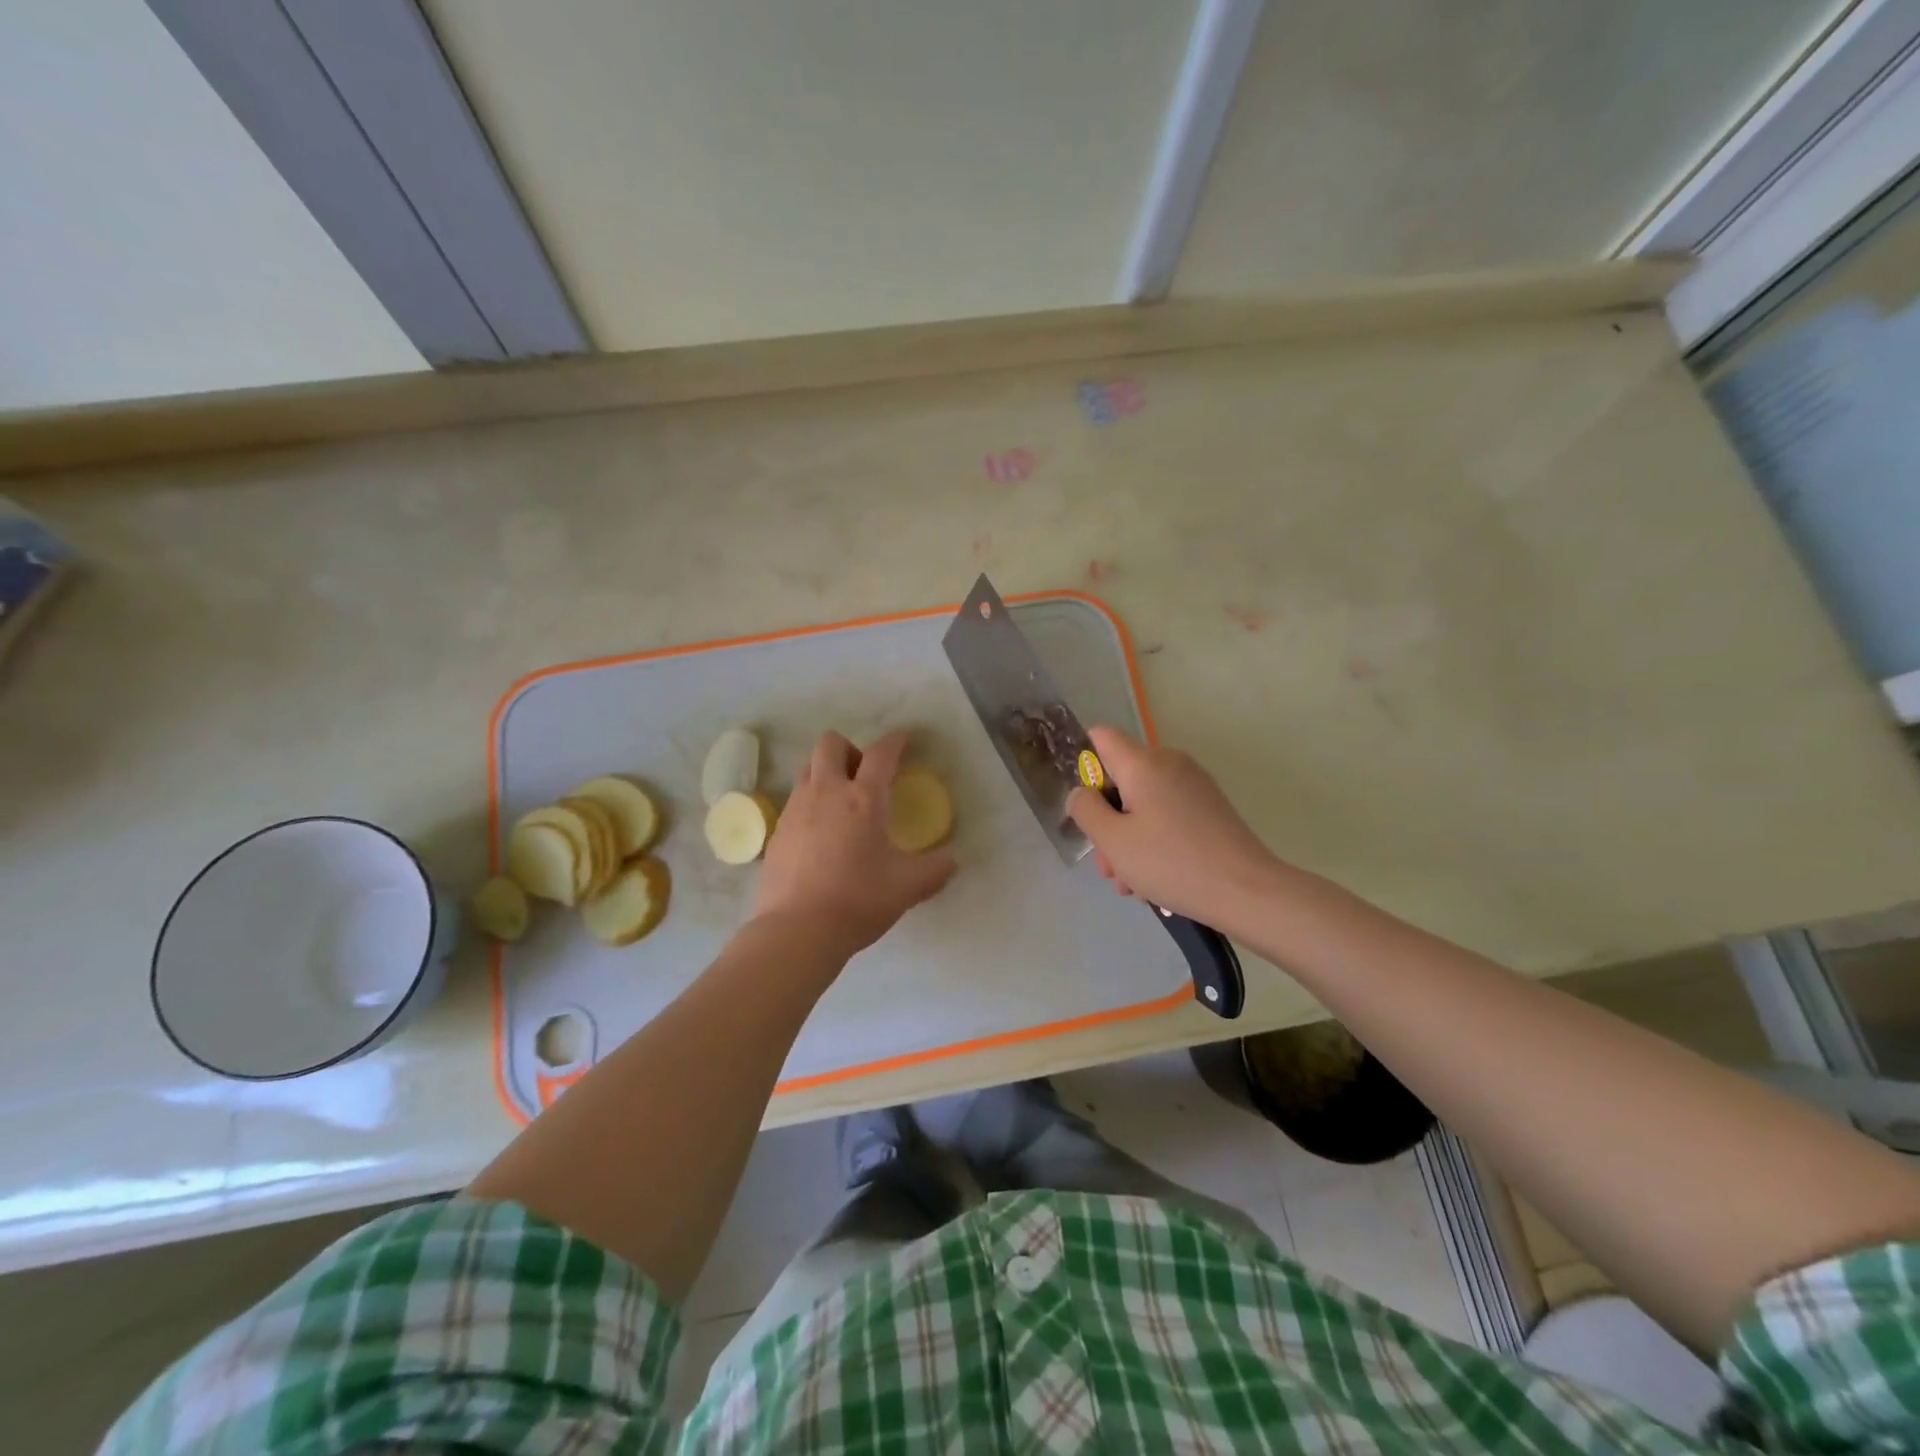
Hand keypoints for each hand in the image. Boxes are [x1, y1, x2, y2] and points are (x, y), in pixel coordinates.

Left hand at [753, 729, 956, 956]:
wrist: (796, 931)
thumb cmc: (857, 901)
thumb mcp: (906, 888)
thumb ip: (934, 871)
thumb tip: (952, 863)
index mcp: (863, 799)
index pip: (881, 754)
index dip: (895, 741)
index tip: (903, 739)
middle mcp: (826, 793)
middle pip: (830, 744)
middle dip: (850, 749)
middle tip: (865, 776)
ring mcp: (795, 809)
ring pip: (808, 769)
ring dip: (826, 773)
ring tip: (842, 804)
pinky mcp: (777, 831)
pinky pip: (794, 801)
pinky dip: (810, 804)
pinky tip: (820, 835)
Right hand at [1066, 725, 1283, 923]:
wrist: (1247, 891)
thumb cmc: (1171, 862)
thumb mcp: (1113, 840)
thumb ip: (1086, 810)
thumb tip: (1080, 793)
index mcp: (1144, 763)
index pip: (1101, 737)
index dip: (1084, 764)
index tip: (1087, 806)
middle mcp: (1170, 763)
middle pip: (1122, 779)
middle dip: (1107, 820)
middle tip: (1108, 866)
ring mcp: (1194, 785)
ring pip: (1143, 803)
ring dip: (1129, 838)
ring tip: (1131, 885)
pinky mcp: (1210, 808)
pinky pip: (1168, 814)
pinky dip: (1154, 839)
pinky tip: (1156, 879)